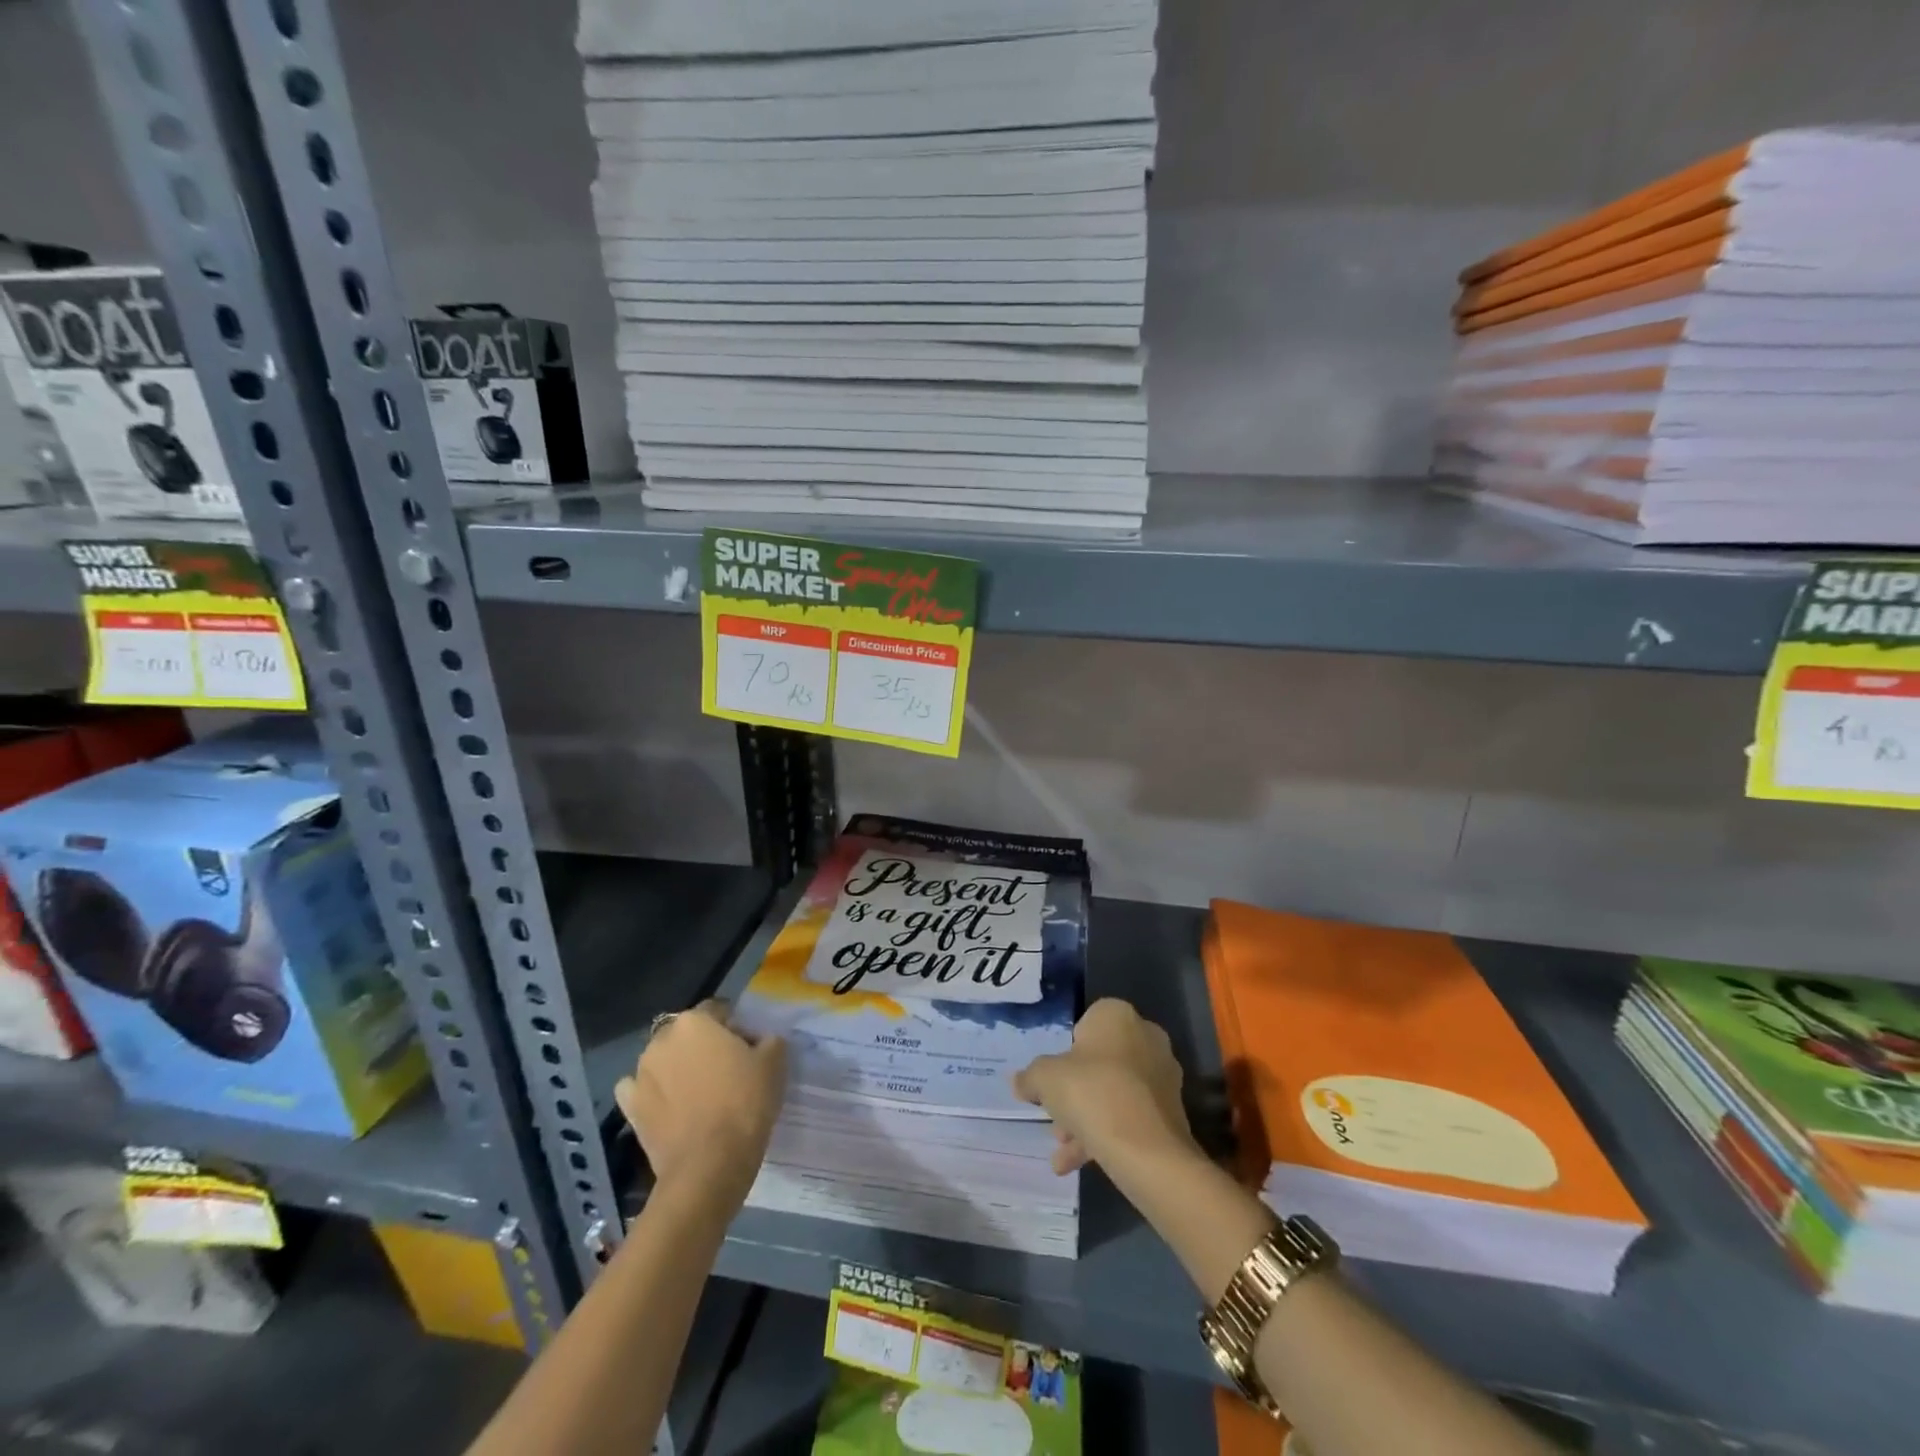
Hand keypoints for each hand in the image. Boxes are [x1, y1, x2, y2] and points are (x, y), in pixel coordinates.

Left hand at [614, 1000, 786, 1201]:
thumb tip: (758, 1040)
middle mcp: (662, 1039)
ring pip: (663, 1059)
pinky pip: (639, 1089)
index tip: (749, 1049)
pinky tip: (668, 1106)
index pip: (718, 1010)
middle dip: (703, 1045)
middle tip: (725, 1070)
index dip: (735, 1027)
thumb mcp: (774, 1062)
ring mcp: (640, 1074)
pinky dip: (652, 1092)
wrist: (709, 1165)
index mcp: (695, 1021)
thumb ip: (768, 1039)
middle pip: (688, 1033)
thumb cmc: (744, 1103)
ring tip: (698, 1093)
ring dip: (677, 1067)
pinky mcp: (629, 1107)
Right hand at [1012, 998, 1197, 1176]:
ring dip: (1086, 1118)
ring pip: (1114, 1092)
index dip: (1065, 1052)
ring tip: (1061, 1149)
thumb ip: (1030, 1077)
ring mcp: (1162, 1076)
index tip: (1053, 1079)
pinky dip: (1105, 1135)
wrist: (1148, 1151)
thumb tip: (1019, 1082)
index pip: (1085, 1024)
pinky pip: (1129, 1117)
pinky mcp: (1170, 1113)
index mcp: (1118, 1016)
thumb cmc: (1092, 1094)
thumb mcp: (1044, 1079)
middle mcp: (1146, 1038)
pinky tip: (1075, 1163)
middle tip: (1055, 1118)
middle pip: (1100, 1062)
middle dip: (1075, 1092)